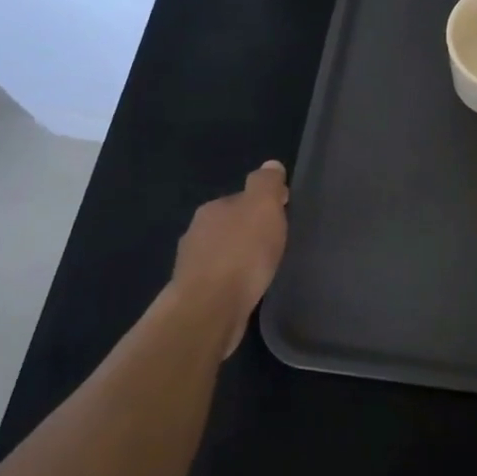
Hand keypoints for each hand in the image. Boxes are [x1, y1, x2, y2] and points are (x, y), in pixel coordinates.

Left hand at [169, 161, 288, 353]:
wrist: (209, 310)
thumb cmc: (241, 253)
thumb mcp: (263, 207)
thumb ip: (267, 184)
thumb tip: (271, 165)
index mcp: (213, 208)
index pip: (242, 198)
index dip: (264, 204)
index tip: (284, 214)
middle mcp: (197, 232)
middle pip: (230, 224)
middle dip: (250, 231)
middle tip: (275, 243)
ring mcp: (192, 265)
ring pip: (223, 253)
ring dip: (239, 257)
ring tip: (263, 268)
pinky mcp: (195, 295)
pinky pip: (220, 279)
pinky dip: (233, 279)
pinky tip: (247, 288)